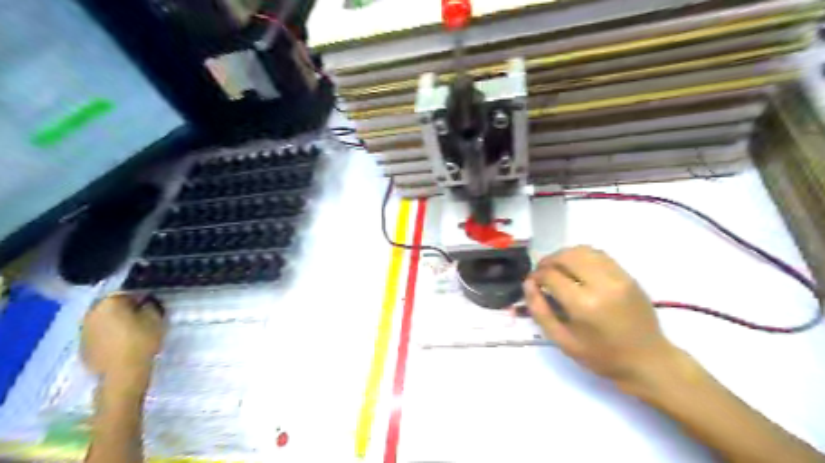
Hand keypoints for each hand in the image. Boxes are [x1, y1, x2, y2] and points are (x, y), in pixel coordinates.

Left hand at [82, 295, 163, 392]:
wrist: (122, 373)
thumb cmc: (141, 341)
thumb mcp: (155, 319)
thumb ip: (149, 306)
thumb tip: (144, 302)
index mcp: (109, 303)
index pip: (127, 293)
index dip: (141, 299)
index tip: (151, 307)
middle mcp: (92, 313)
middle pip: (112, 306)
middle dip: (125, 310)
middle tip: (142, 319)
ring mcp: (83, 331)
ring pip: (103, 320)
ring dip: (115, 323)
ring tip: (131, 332)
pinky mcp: (82, 346)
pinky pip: (98, 334)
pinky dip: (108, 336)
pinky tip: (120, 344)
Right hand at [524, 245, 679, 392]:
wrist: (649, 361)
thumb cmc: (602, 356)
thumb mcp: (563, 341)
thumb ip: (540, 311)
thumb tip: (528, 284)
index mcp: (584, 305)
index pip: (551, 275)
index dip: (536, 275)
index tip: (532, 282)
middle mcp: (602, 284)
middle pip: (567, 256)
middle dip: (548, 261)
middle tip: (542, 273)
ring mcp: (618, 277)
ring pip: (583, 250)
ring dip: (564, 256)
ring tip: (558, 269)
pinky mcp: (628, 275)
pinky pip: (599, 255)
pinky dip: (582, 257)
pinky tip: (577, 269)